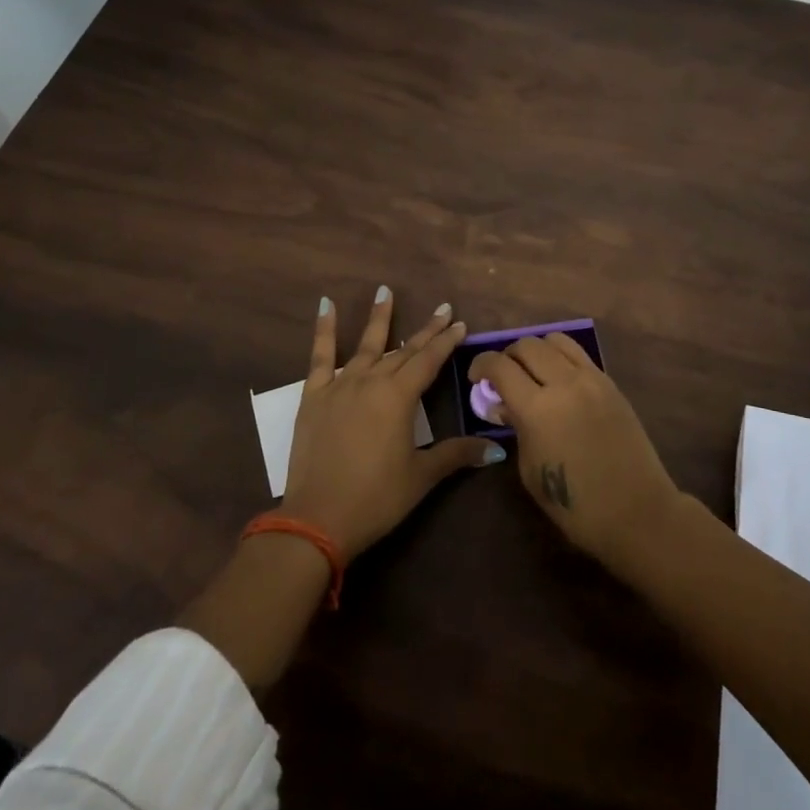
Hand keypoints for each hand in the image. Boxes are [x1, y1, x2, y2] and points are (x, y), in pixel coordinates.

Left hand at [280, 287, 506, 559]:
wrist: (317, 519)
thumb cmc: (376, 498)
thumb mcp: (421, 476)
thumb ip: (456, 455)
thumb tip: (495, 449)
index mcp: (399, 397)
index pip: (429, 361)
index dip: (446, 342)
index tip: (460, 323)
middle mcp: (371, 381)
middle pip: (404, 351)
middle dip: (426, 331)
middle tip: (442, 309)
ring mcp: (340, 385)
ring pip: (366, 345)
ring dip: (379, 318)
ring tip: (385, 291)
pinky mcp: (314, 396)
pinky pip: (320, 356)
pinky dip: (323, 330)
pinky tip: (326, 305)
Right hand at [468, 334, 680, 572]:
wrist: (636, 512)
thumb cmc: (575, 504)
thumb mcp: (530, 469)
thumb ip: (515, 428)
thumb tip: (505, 405)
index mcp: (537, 408)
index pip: (499, 366)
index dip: (481, 366)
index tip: (476, 377)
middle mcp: (564, 382)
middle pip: (527, 345)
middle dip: (507, 356)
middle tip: (502, 376)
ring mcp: (592, 379)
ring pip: (556, 340)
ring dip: (536, 350)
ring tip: (532, 372)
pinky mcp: (611, 383)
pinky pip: (579, 355)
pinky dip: (561, 358)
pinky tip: (559, 380)